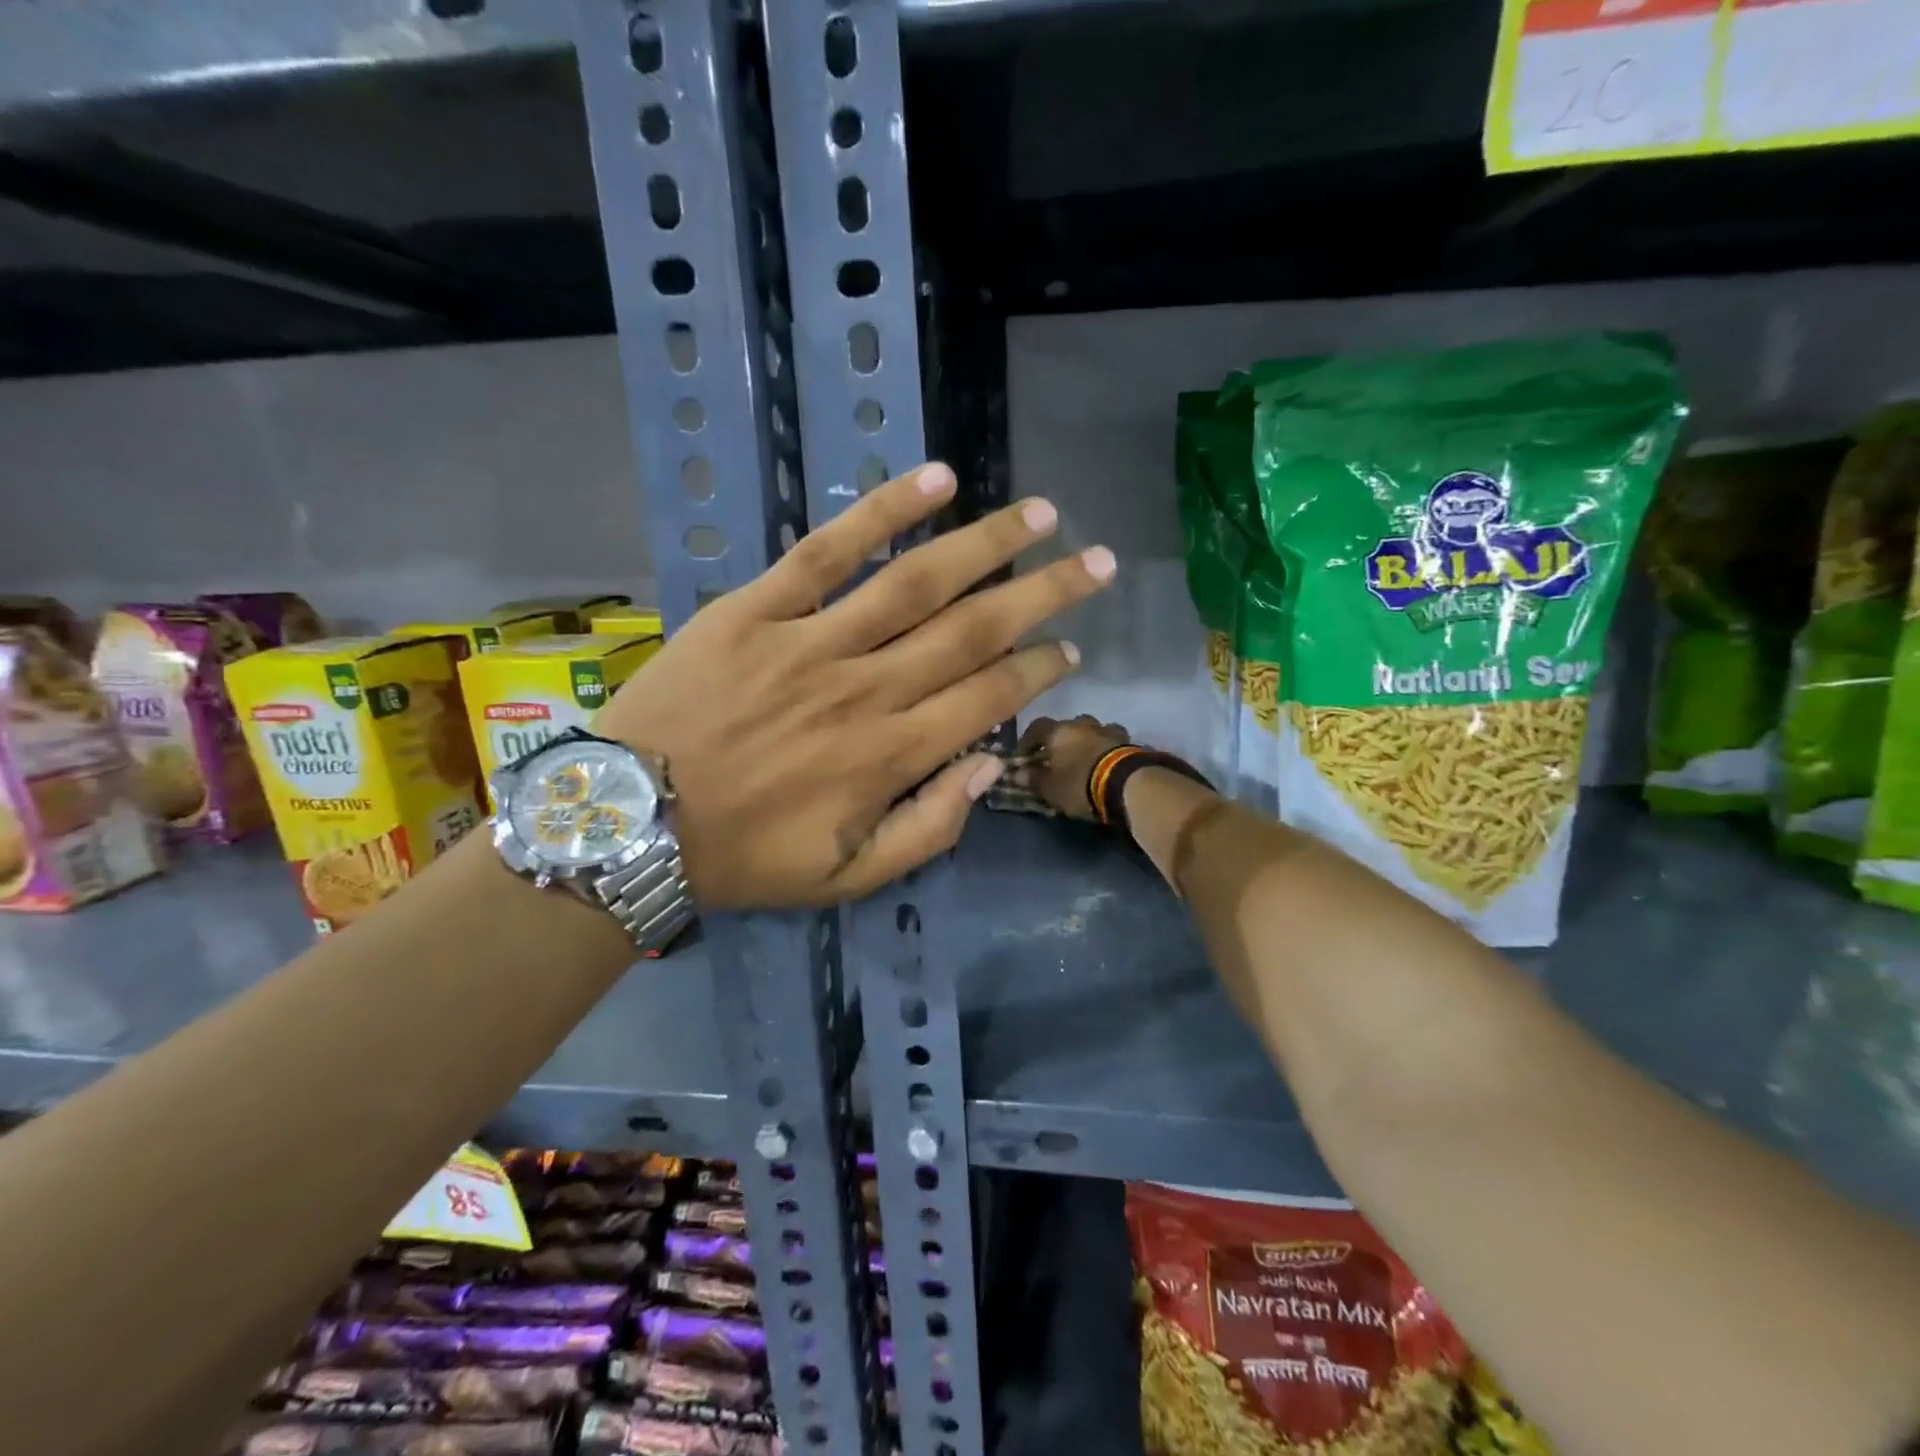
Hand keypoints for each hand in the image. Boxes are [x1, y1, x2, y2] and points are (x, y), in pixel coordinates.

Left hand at [597, 463, 1116, 908]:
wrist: (629, 820)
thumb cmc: (743, 854)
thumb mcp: (845, 876)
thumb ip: (926, 828)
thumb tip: (986, 765)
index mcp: (889, 755)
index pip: (987, 697)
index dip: (1037, 670)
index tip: (1069, 649)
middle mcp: (867, 688)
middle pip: (973, 630)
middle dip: (1044, 595)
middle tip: (1096, 564)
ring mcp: (812, 640)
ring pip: (917, 581)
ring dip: (987, 544)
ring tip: (1040, 514)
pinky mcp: (758, 607)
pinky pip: (827, 551)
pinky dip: (882, 512)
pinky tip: (935, 480)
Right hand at [1011, 715, 1130, 820]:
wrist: (1127, 784)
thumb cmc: (1079, 784)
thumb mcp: (1050, 788)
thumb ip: (1032, 778)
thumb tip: (1017, 773)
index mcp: (1058, 731)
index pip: (1036, 727)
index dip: (1028, 741)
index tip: (1025, 756)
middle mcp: (1082, 724)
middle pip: (1067, 726)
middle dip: (1061, 740)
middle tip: (1058, 758)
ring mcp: (1108, 730)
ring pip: (1092, 730)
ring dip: (1087, 741)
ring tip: (1085, 760)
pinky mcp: (1129, 741)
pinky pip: (1112, 741)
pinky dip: (1106, 748)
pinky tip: (1106, 761)